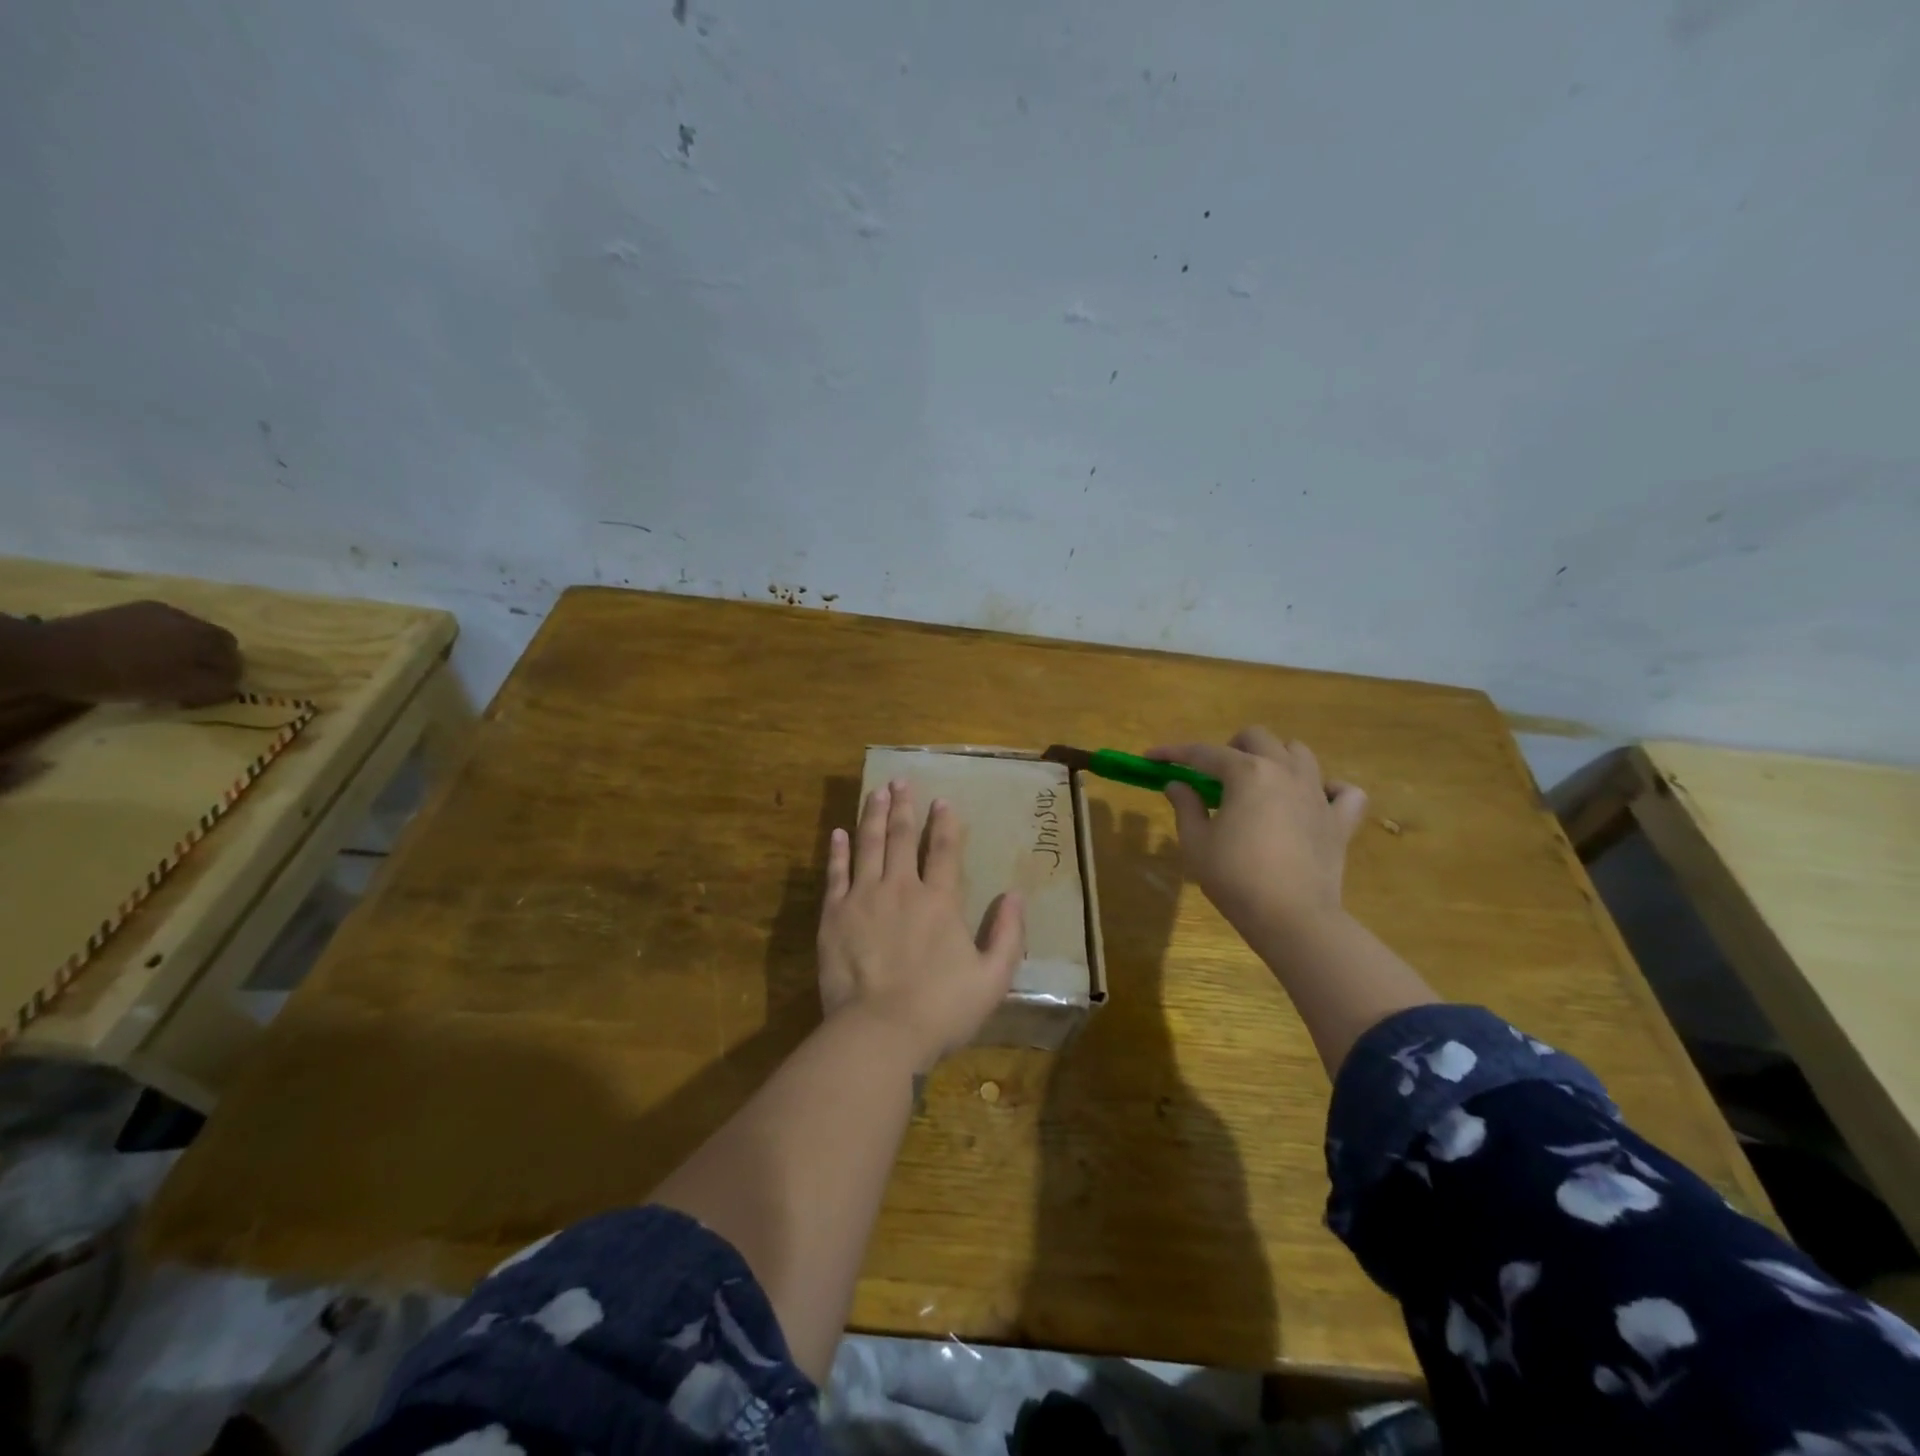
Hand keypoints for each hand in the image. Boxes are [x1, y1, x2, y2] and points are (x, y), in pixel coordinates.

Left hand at [27, 602, 241, 706]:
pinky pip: (164, 624)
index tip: (217, 690)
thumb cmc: (122, 676)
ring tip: (170, 665)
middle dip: (215, 657)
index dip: (231, 675)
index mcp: (204, 638)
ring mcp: (159, 611)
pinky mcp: (132, 610)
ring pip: (192, 630)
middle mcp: (188, 619)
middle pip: (218, 639)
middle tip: (199, 677)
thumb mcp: (176, 691)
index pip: (235, 657)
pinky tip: (147, 651)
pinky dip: (166, 638)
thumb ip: (214, 688)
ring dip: (190, 647)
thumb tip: (235, 686)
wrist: (52, 654)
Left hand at [817, 779, 1025, 1071]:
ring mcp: (864, 898)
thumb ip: (1007, 934)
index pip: (943, 850)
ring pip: (868, 845)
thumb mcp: (993, 978)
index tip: (942, 799)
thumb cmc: (941, 1009)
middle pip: (901, 837)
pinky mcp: (834, 915)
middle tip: (900, 780)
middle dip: (903, 806)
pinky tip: (839, 832)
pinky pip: (836, 873)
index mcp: (939, 901)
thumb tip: (1015, 895)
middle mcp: (901, 888)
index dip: (945, 823)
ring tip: (876, 791)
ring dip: (872, 815)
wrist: (880, 1032)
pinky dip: (838, 851)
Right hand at [1150, 727, 1368, 944]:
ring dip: (1276, 759)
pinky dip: (1329, 789)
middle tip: (1214, 775)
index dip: (1173, 754)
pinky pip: (1344, 792)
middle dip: (1230, 747)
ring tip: (1260, 783)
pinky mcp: (1340, 821)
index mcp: (1247, 773)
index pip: (1203, 753)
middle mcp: (1285, 771)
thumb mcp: (1196, 842)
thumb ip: (1186, 806)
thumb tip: (1178, 784)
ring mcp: (1317, 794)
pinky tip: (1313, 801)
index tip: (1152, 758)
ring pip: (1300, 753)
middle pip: (1257, 738)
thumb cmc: (1235, 877)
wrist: (1292, 918)